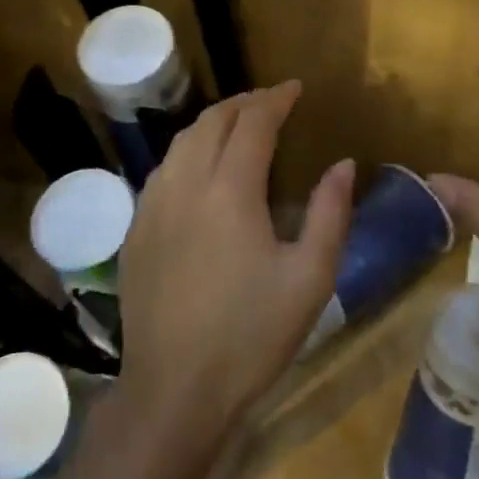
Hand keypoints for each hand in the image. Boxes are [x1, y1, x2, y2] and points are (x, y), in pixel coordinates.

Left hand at [115, 81, 355, 443]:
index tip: (295, 88)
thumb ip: (330, 213)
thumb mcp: (310, 278)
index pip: (253, 123)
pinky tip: (200, 170)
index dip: (275, 99)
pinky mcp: (136, 230)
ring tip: (238, 127)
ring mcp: (152, 206)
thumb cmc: (251, 336)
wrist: (174, 390)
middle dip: (244, 103)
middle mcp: (184, 184)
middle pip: (212, 121)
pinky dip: (188, 152)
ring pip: (181, 142)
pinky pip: (163, 170)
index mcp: (229, 190)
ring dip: (213, 124)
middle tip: (270, 102)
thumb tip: (343, 164)